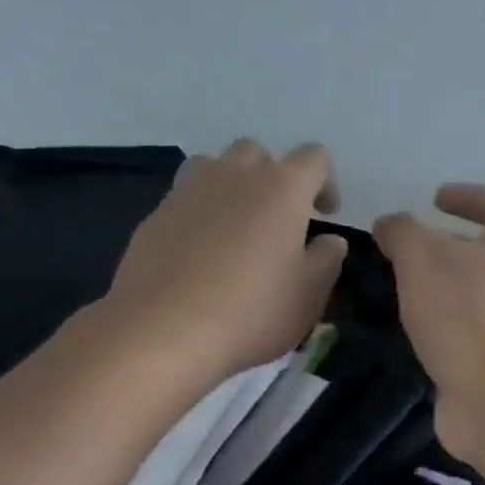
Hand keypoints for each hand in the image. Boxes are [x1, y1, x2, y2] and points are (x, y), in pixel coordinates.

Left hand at [101, 140, 347, 387]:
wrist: (164, 330)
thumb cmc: (251, 312)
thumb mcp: (308, 296)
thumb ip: (327, 261)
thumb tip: (330, 241)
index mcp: (281, 188)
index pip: (314, 159)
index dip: (327, 182)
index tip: (326, 214)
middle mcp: (234, 175)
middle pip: (258, 154)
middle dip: (274, 178)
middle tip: (279, 220)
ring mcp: (188, 192)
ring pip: (214, 167)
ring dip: (231, 186)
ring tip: (235, 226)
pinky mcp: (155, 216)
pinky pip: (184, 199)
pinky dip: (200, 214)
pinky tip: (199, 254)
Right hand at [373, 185, 484, 461]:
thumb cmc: (468, 315)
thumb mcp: (424, 257)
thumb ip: (402, 233)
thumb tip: (389, 225)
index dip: (473, 196)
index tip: (435, 201)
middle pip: (484, 256)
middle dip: (442, 252)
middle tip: (397, 257)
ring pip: (468, 302)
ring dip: (434, 297)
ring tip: (389, 298)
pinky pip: (459, 342)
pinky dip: (433, 337)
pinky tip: (399, 340)